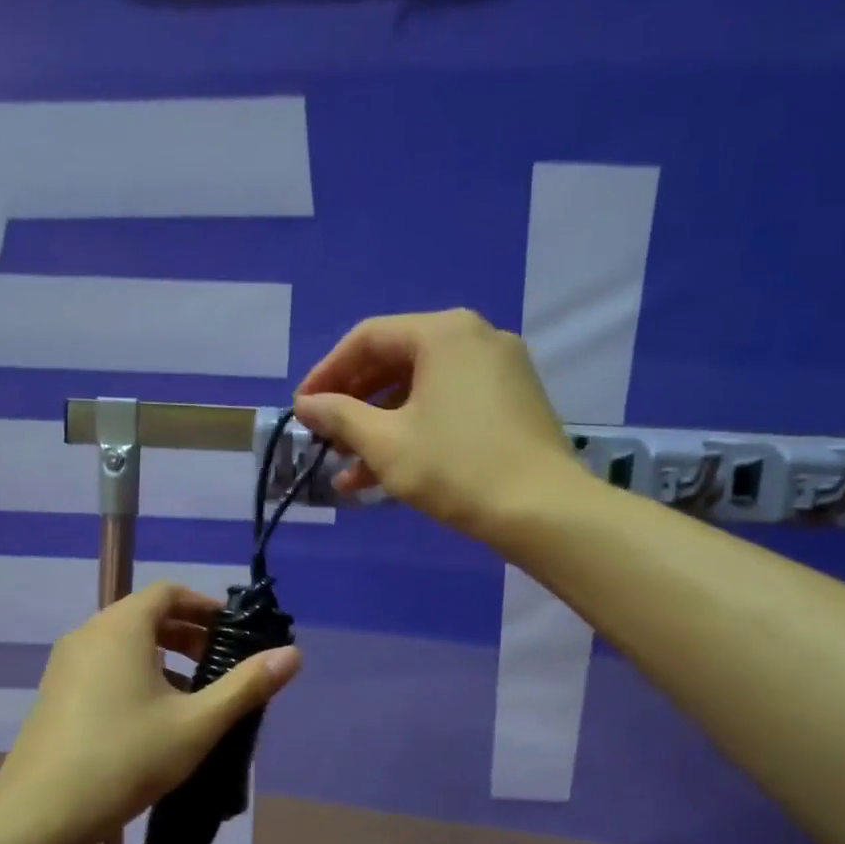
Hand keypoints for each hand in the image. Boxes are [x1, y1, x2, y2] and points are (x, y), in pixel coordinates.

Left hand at [0, 583, 301, 843]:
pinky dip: (135, 674)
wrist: (41, 814)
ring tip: (192, 693)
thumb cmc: (126, 757)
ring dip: (162, 656)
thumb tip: (294, 654)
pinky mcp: (55, 695)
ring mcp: (65, 665)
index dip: (205, 606)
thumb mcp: (197, 723)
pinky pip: (103, 666)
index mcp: (121, 628)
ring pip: (123, 644)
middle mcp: (88, 635)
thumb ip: (247, 686)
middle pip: (145, 615)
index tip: (233, 632)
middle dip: (187, 633)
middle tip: (220, 663)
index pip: (168, 593)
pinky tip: (152, 718)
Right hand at [294, 309, 577, 542]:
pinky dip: (416, 432)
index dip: (327, 373)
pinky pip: (450, 407)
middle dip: (354, 405)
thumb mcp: (386, 443)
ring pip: (422, 391)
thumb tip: (305, 404)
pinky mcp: (513, 404)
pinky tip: (385, 474)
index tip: (302, 408)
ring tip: (347, 470)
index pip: (368, 338)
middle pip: (396, 362)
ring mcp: (500, 371)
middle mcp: (475, 338)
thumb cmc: (455, 468)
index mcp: (444, 333)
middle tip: (324, 437)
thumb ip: (339, 416)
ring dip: (380, 428)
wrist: (542, 510)